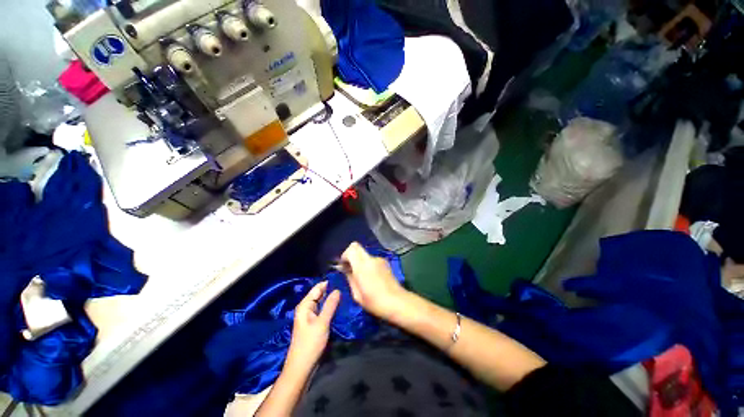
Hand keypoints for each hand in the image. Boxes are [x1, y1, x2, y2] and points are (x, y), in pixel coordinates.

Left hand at [285, 281, 339, 373]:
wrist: (302, 367)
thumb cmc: (310, 343)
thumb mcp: (322, 323)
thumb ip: (330, 305)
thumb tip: (338, 289)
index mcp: (305, 305)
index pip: (318, 288)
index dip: (329, 283)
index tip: (343, 279)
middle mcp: (307, 308)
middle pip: (320, 294)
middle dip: (332, 291)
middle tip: (348, 288)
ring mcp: (311, 316)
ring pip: (323, 303)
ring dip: (333, 300)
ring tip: (347, 295)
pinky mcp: (315, 323)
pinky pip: (324, 311)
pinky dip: (331, 308)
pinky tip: (341, 307)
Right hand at [341, 242, 408, 320]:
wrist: (397, 302)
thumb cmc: (374, 302)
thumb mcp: (357, 294)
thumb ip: (350, 278)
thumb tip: (345, 269)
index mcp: (362, 266)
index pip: (351, 249)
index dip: (345, 255)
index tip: (344, 266)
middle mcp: (371, 259)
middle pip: (357, 247)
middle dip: (351, 255)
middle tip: (350, 269)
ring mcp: (379, 259)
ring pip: (364, 254)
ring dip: (360, 262)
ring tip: (363, 278)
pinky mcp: (385, 263)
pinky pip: (372, 260)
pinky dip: (368, 265)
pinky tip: (372, 278)